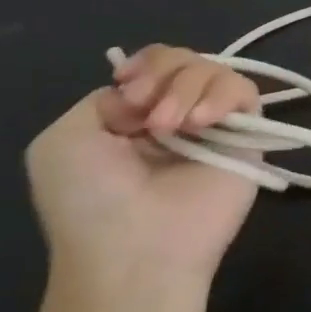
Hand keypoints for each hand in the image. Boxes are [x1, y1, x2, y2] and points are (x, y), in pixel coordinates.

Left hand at [25, 45, 261, 287]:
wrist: (133, 252)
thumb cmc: (90, 201)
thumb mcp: (64, 141)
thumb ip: (102, 100)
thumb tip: (148, 99)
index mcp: (134, 115)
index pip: (155, 63)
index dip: (146, 64)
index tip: (129, 88)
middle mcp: (176, 115)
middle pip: (185, 59)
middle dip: (164, 74)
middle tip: (148, 116)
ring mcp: (213, 126)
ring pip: (215, 70)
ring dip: (188, 88)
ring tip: (172, 128)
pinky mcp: (246, 137)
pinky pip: (245, 93)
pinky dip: (222, 96)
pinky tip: (202, 123)